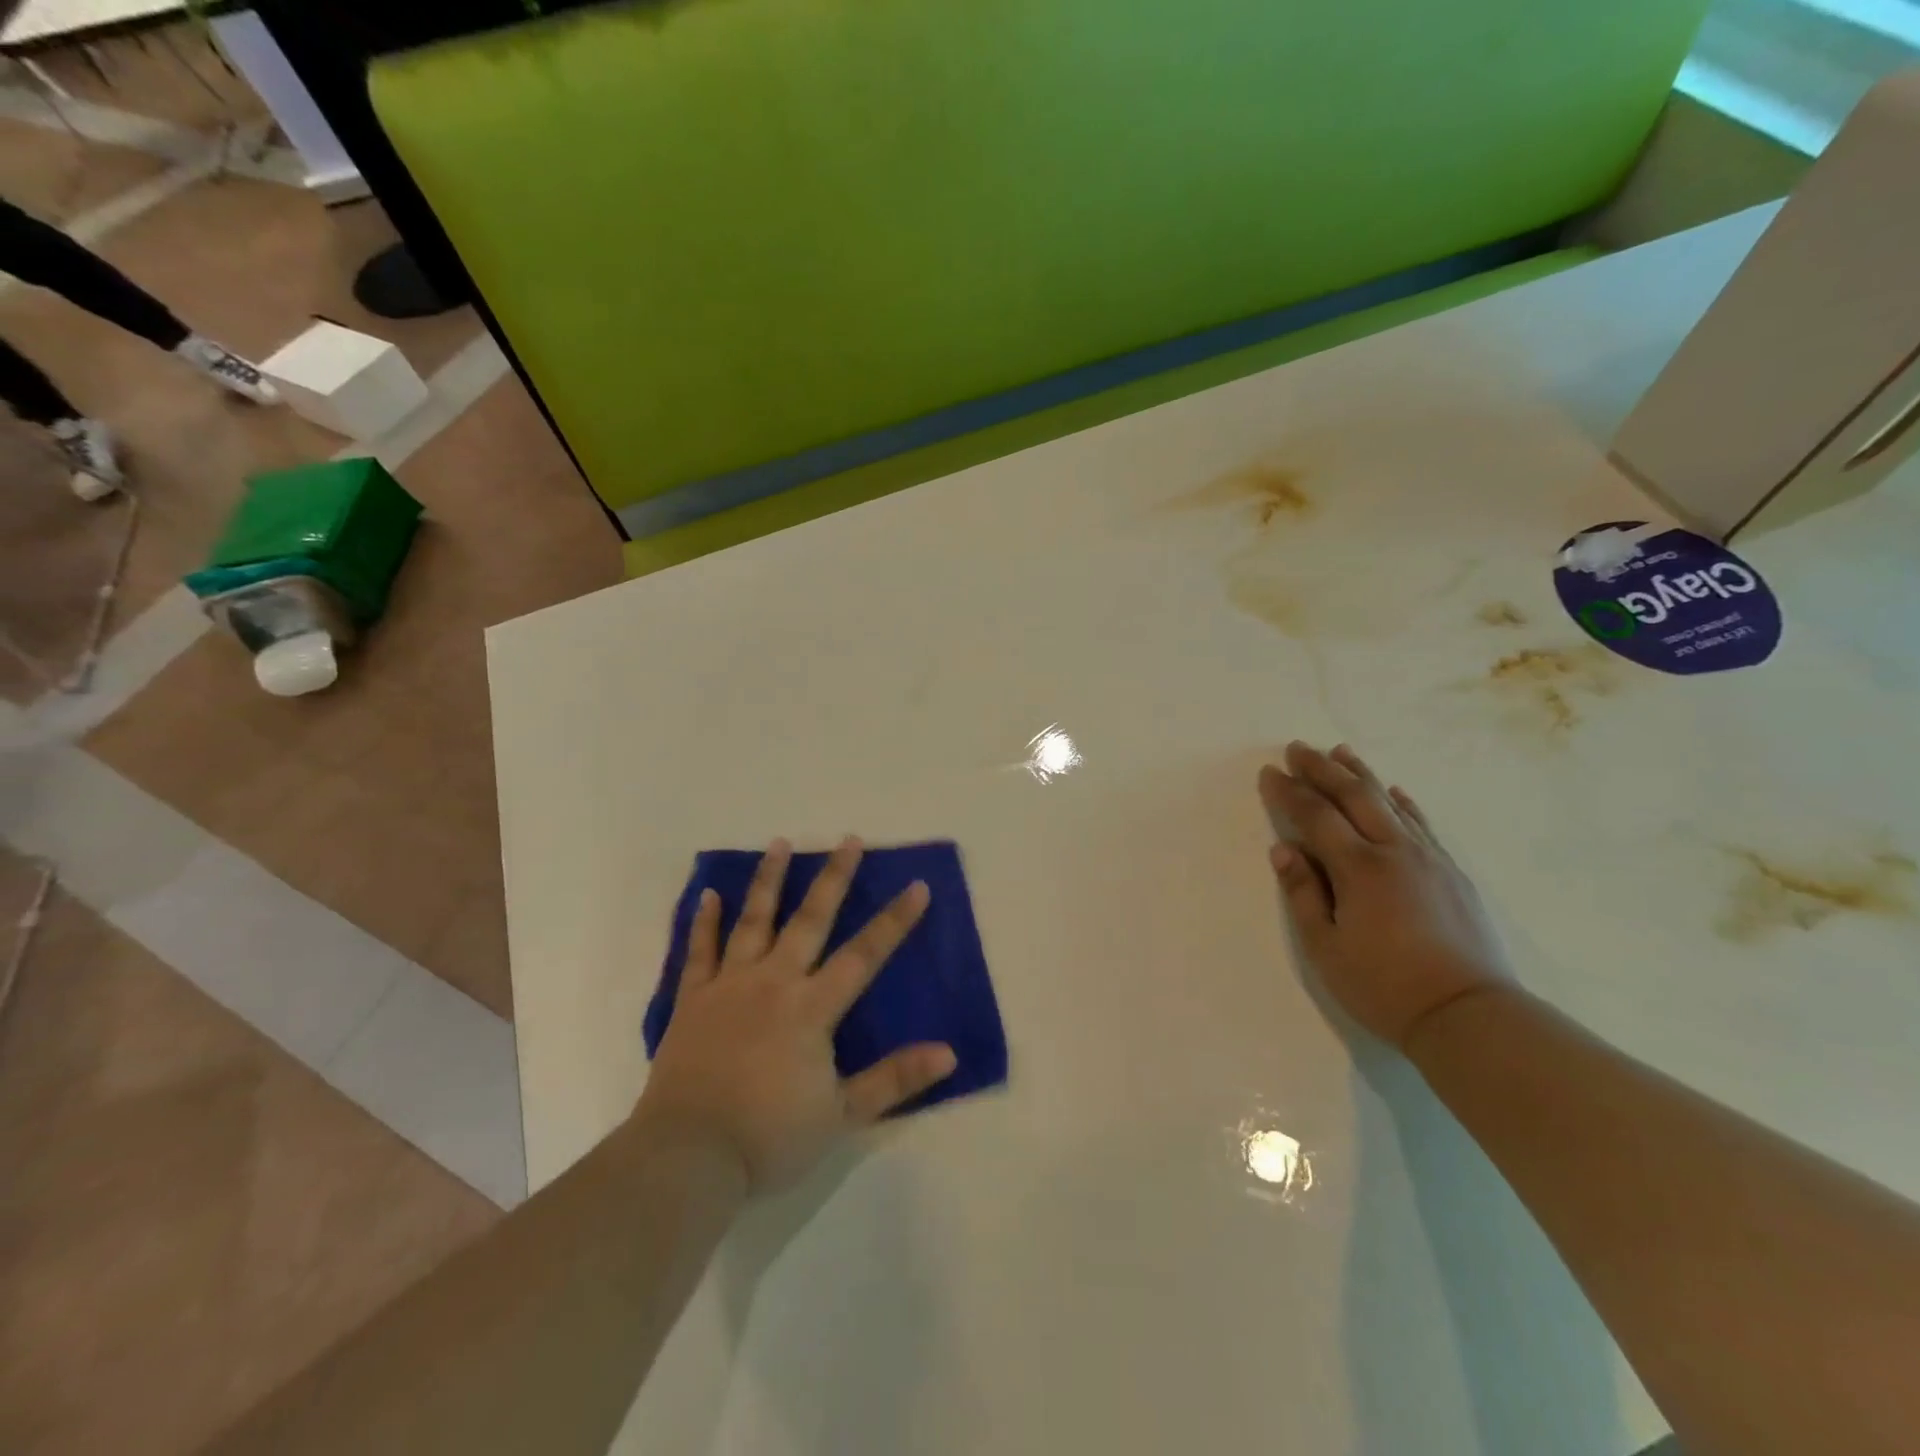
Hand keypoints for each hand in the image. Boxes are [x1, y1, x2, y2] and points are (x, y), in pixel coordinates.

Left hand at [636, 837, 958, 1193]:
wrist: (687, 1157)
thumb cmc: (769, 1136)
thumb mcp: (842, 1115)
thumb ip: (894, 1080)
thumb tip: (949, 1053)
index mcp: (812, 1008)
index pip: (864, 955)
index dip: (894, 921)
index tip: (917, 886)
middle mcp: (774, 982)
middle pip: (810, 920)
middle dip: (833, 878)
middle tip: (848, 839)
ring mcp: (729, 986)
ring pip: (754, 921)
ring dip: (769, 880)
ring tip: (780, 842)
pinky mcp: (692, 1000)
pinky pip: (699, 951)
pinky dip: (703, 921)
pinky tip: (708, 894)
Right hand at [1258, 743, 1513, 1050]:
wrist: (1470, 1016)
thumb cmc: (1384, 986)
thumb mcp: (1325, 948)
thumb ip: (1302, 893)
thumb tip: (1284, 849)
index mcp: (1359, 868)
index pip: (1315, 816)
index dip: (1288, 792)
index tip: (1268, 772)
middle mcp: (1395, 851)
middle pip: (1354, 796)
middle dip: (1322, 769)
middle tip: (1297, 747)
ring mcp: (1430, 859)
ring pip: (1391, 803)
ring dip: (1362, 774)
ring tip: (1340, 751)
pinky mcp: (1453, 874)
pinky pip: (1423, 825)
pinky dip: (1404, 803)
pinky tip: (1395, 791)